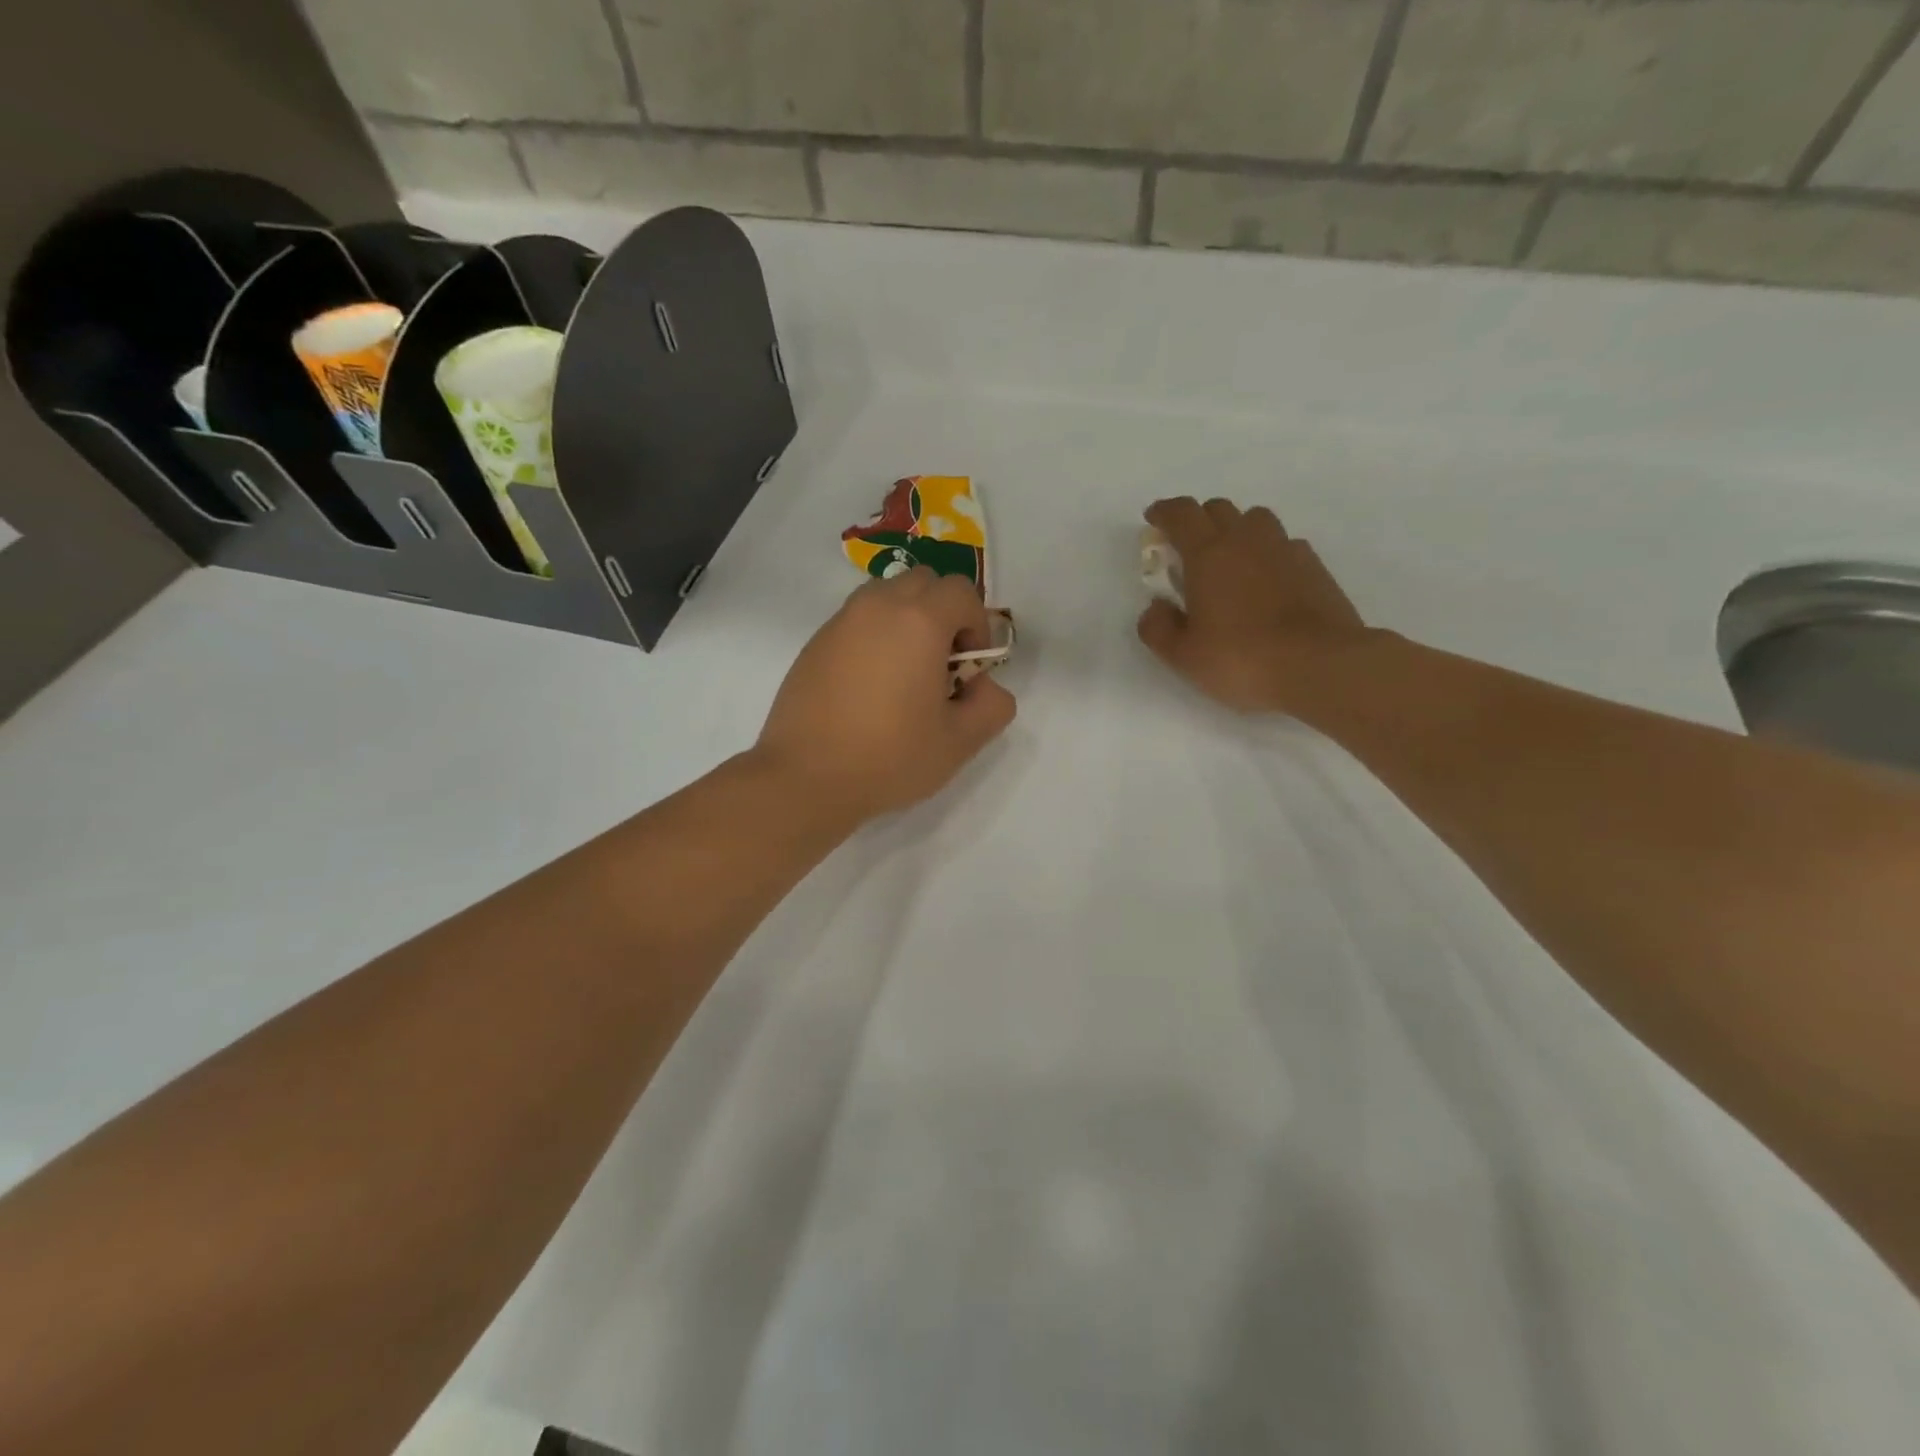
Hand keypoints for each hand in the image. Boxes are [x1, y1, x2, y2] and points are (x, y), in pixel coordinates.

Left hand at [755, 567, 1016, 821]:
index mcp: (919, 621)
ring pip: (886, 595)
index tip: (970, 666)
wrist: (806, 777)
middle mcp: (877, 607)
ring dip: (907, 619)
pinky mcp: (815, 643)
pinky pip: (857, 620)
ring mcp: (840, 622)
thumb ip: (992, 705)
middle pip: (923, 582)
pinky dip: (875, 636)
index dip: (977, 624)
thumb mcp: (960, 742)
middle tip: (942, 663)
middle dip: (943, 612)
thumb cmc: (889, 757)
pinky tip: (870, 687)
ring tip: (906, 672)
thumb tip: (982, 685)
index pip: (961, 592)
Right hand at [1137, 496, 1378, 713]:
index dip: (1164, 513)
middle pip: (1218, 509)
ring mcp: (1285, 550)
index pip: (1182, 515)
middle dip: (1198, 520)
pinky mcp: (1314, 567)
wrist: (1320, 666)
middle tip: (1188, 548)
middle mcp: (1246, 540)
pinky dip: (1268, 553)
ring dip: (1237, 530)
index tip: (1154, 520)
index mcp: (1208, 554)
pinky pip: (1285, 544)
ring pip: (1255, 520)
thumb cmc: (1241, 659)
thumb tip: (1156, 607)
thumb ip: (1158, 628)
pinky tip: (1267, 581)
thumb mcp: (1183, 655)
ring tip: (1231, 561)